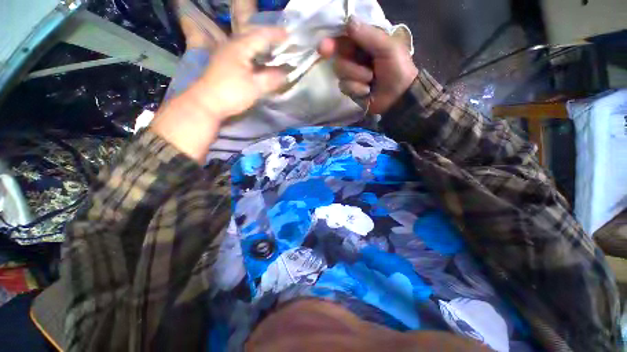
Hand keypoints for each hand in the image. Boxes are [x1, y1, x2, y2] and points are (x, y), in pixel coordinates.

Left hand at [151, 28, 286, 162]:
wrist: (206, 103)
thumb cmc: (231, 93)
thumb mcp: (255, 87)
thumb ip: (272, 79)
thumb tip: (286, 73)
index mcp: (240, 47)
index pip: (262, 35)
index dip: (276, 35)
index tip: (290, 35)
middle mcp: (232, 45)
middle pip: (253, 35)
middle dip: (269, 36)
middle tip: (283, 41)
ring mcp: (227, 53)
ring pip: (248, 43)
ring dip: (262, 44)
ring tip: (274, 49)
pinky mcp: (225, 62)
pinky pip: (244, 51)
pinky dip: (255, 53)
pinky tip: (259, 59)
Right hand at [319, 17, 417, 114]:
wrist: (398, 97)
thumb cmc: (397, 69)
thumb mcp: (387, 48)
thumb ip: (368, 35)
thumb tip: (348, 21)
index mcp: (364, 43)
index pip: (344, 39)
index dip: (332, 42)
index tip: (323, 48)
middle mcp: (355, 57)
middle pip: (338, 57)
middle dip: (348, 63)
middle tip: (348, 69)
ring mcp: (351, 74)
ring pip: (340, 72)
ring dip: (356, 76)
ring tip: (371, 79)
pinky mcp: (350, 89)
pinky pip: (344, 86)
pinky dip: (356, 89)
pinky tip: (367, 91)